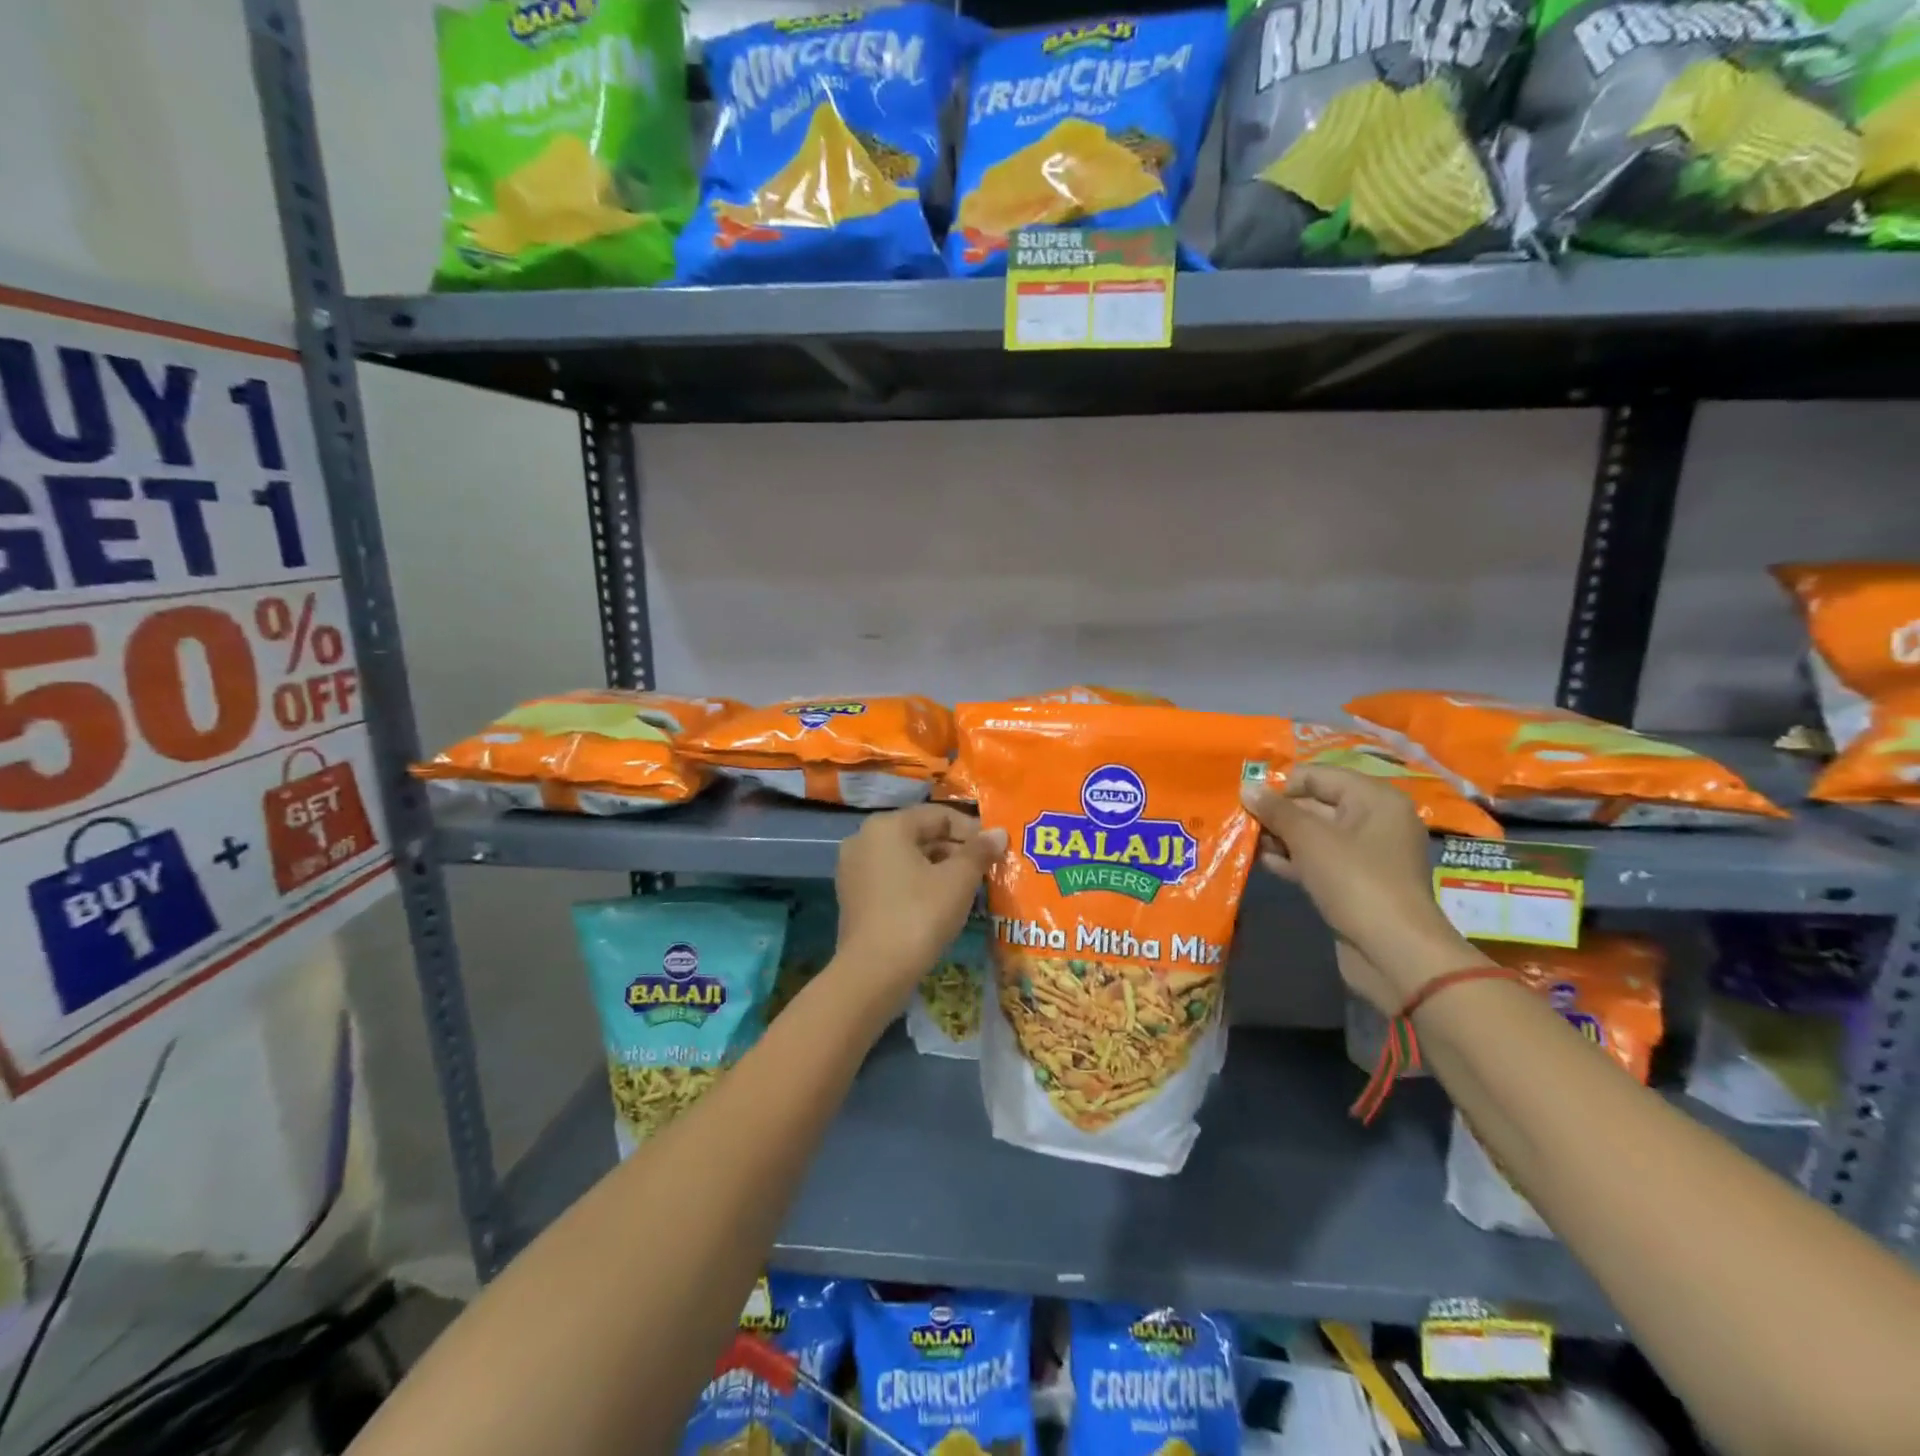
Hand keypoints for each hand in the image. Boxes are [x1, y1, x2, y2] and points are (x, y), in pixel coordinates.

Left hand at [834, 805, 1006, 1000]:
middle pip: (921, 835)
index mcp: (887, 826)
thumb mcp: (958, 881)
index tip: (996, 851)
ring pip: (907, 859)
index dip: (972, 831)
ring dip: (938, 869)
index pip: (939, 816)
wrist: (873, 972)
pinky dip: (917, 885)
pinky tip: (939, 905)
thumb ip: (979, 851)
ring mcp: (853, 869)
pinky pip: (892, 879)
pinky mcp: (853, 897)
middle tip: (985, 872)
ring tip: (967, 890)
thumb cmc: (919, 915)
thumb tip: (998, 832)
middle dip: (955, 851)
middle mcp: (864, 839)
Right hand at [1240, 765, 1472, 1012]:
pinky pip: (1317, 860)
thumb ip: (1276, 810)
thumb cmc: (1355, 881)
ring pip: (1313, 835)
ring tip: (1244, 840)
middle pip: (1315, 803)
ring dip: (1279, 837)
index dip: (1280, 783)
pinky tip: (1262, 862)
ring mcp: (1364, 855)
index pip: (1318, 775)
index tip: (1245, 796)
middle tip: (1238, 818)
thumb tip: (1247, 787)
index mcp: (1374, 799)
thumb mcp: (1310, 839)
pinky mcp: (1353, 883)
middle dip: (1276, 812)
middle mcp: (1373, 821)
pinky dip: (1292, 859)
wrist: (1393, 952)